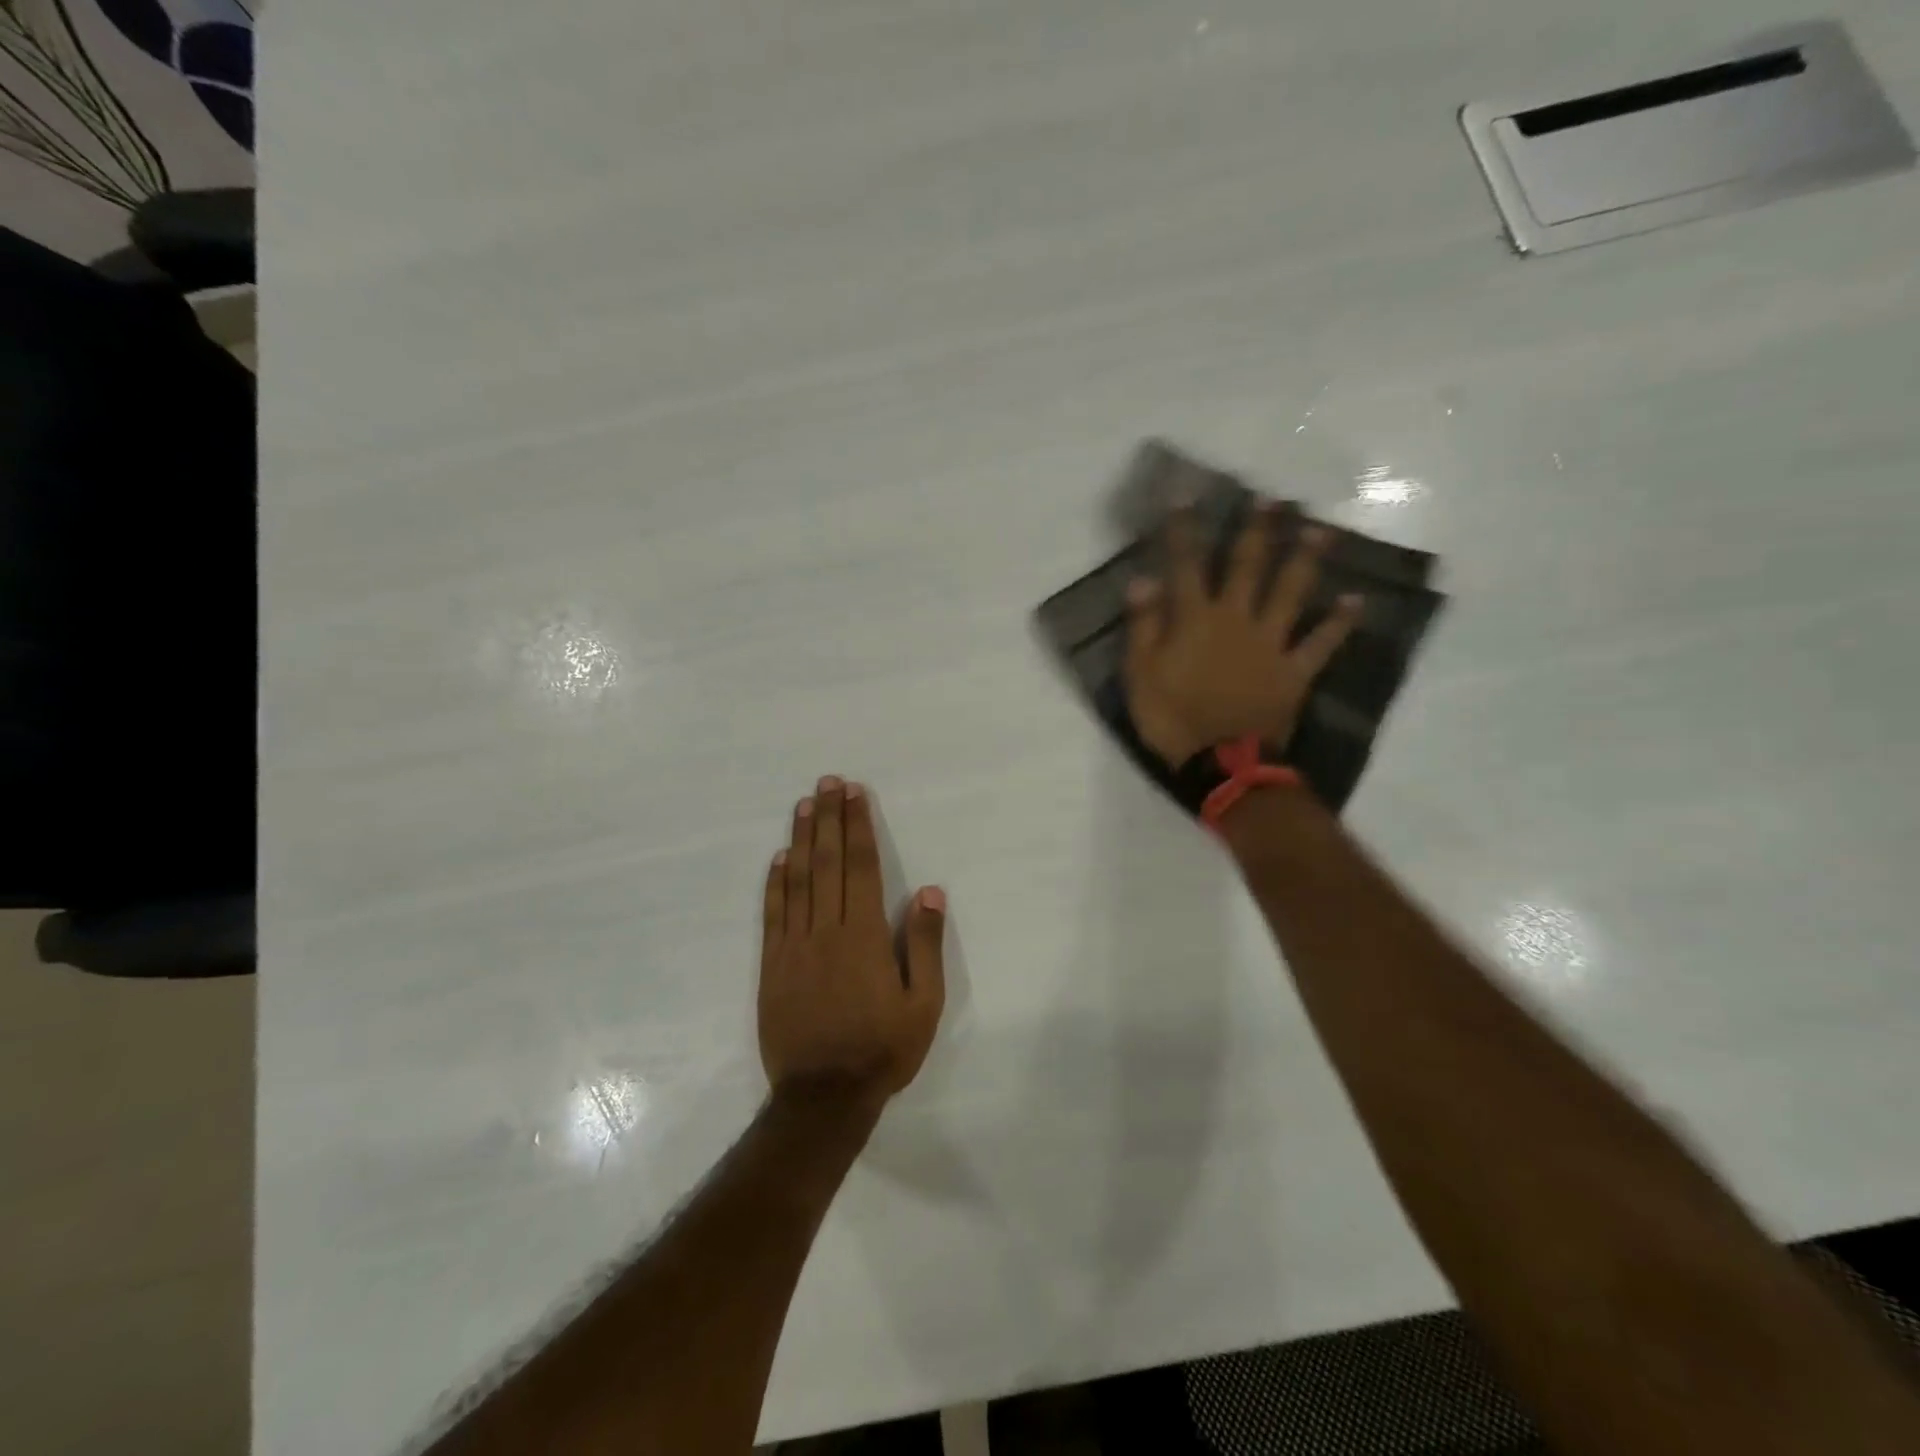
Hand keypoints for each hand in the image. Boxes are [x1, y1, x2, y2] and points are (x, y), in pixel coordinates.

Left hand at [759, 776, 946, 1109]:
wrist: (823, 1097)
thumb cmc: (881, 1050)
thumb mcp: (923, 1005)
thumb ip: (924, 946)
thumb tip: (928, 891)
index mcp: (865, 936)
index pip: (862, 868)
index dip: (859, 827)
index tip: (855, 793)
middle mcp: (827, 930)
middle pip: (829, 863)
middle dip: (830, 819)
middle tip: (828, 782)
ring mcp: (794, 947)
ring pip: (798, 880)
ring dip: (803, 839)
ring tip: (805, 805)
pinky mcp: (772, 966)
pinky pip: (773, 915)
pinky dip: (775, 883)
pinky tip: (779, 858)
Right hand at [1124, 506, 1362, 766]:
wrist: (1221, 762)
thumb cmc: (1172, 717)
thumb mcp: (1140, 674)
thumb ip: (1143, 626)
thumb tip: (1143, 579)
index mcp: (1196, 619)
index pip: (1186, 565)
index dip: (1184, 529)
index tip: (1185, 495)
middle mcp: (1237, 619)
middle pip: (1248, 567)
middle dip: (1259, 531)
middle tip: (1276, 499)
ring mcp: (1271, 643)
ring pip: (1291, 593)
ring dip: (1306, 560)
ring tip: (1321, 531)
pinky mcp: (1295, 670)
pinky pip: (1320, 643)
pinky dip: (1338, 623)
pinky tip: (1355, 600)